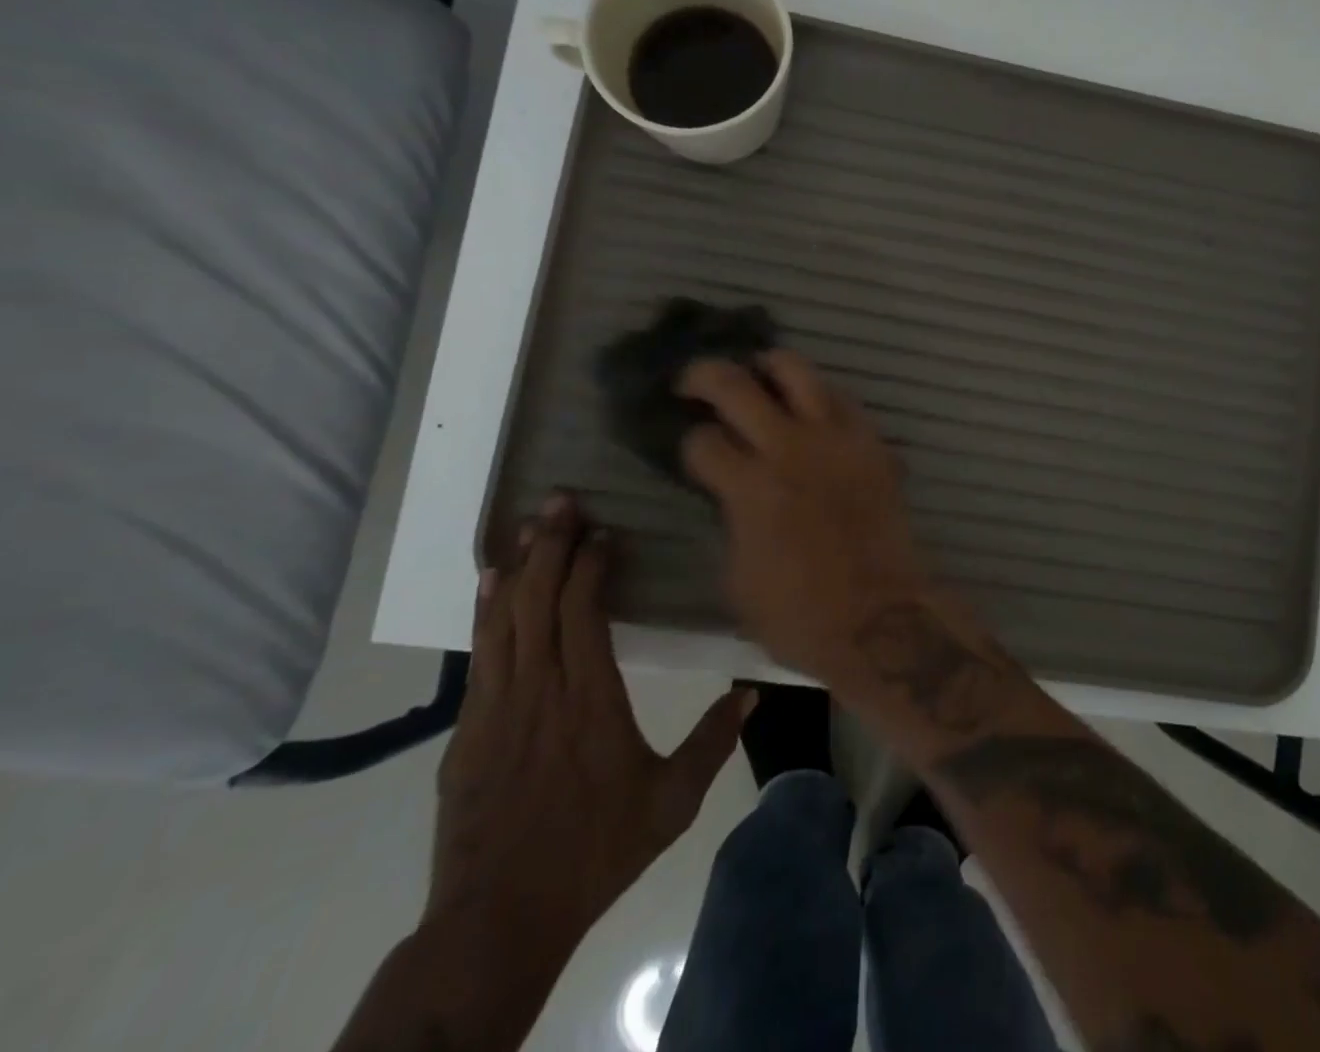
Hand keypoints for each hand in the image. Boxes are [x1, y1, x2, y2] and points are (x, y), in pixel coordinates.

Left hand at [428, 493, 752, 959]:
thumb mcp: (670, 802)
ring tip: (531, 524)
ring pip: (504, 618)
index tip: (607, 531)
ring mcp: (496, 706)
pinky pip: (479, 652)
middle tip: (563, 500)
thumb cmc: (595, 851)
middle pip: (540, 599)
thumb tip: (752, 692)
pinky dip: (485, 610)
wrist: (498, 919)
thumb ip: (712, 742)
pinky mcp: (468, 728)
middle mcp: (540, 689)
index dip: (591, 564)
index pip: (583, 611)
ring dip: (518, 566)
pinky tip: (491, 582)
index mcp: (590, 698)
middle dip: (552, 544)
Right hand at [678, 350, 931, 681]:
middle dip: (703, 375)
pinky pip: (841, 398)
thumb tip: (730, 493)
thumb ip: (730, 520)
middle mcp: (789, 448)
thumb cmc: (800, 615)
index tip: (690, 447)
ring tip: (757, 373)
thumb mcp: (737, 577)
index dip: (687, 442)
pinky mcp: (871, 442)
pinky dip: (817, 394)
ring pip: (796, 370)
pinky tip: (809, 407)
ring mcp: (835, 438)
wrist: (880, 617)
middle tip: (692, 380)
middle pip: (735, 385)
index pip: (701, 441)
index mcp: (749, 486)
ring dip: (768, 365)